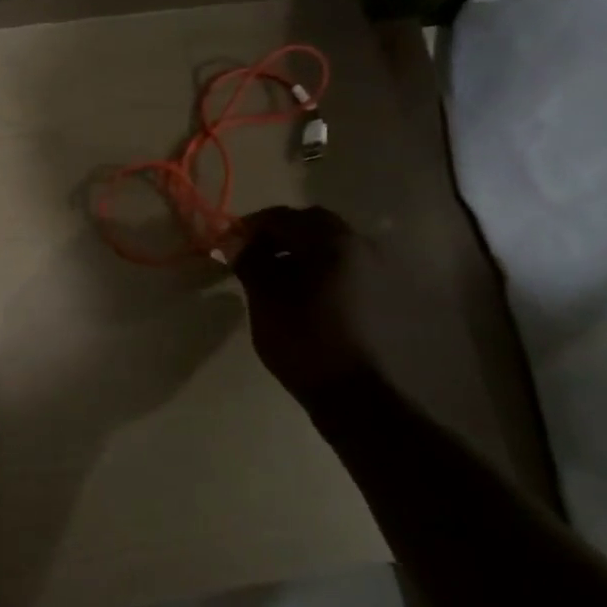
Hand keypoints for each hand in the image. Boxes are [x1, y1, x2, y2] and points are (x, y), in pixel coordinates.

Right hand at [228, 206, 374, 401]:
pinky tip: (298, 289)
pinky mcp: (377, 292)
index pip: (283, 217)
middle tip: (251, 253)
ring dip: (299, 249)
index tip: (229, 242)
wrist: (350, 390)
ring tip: (273, 273)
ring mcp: (373, 269)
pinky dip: (317, 266)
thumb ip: (249, 260)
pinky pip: (340, 264)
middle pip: (311, 224)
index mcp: (331, 240)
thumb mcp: (265, 295)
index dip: (251, 226)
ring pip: (328, 244)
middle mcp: (359, 245)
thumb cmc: (302, 337)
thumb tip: (234, 241)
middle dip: (278, 233)